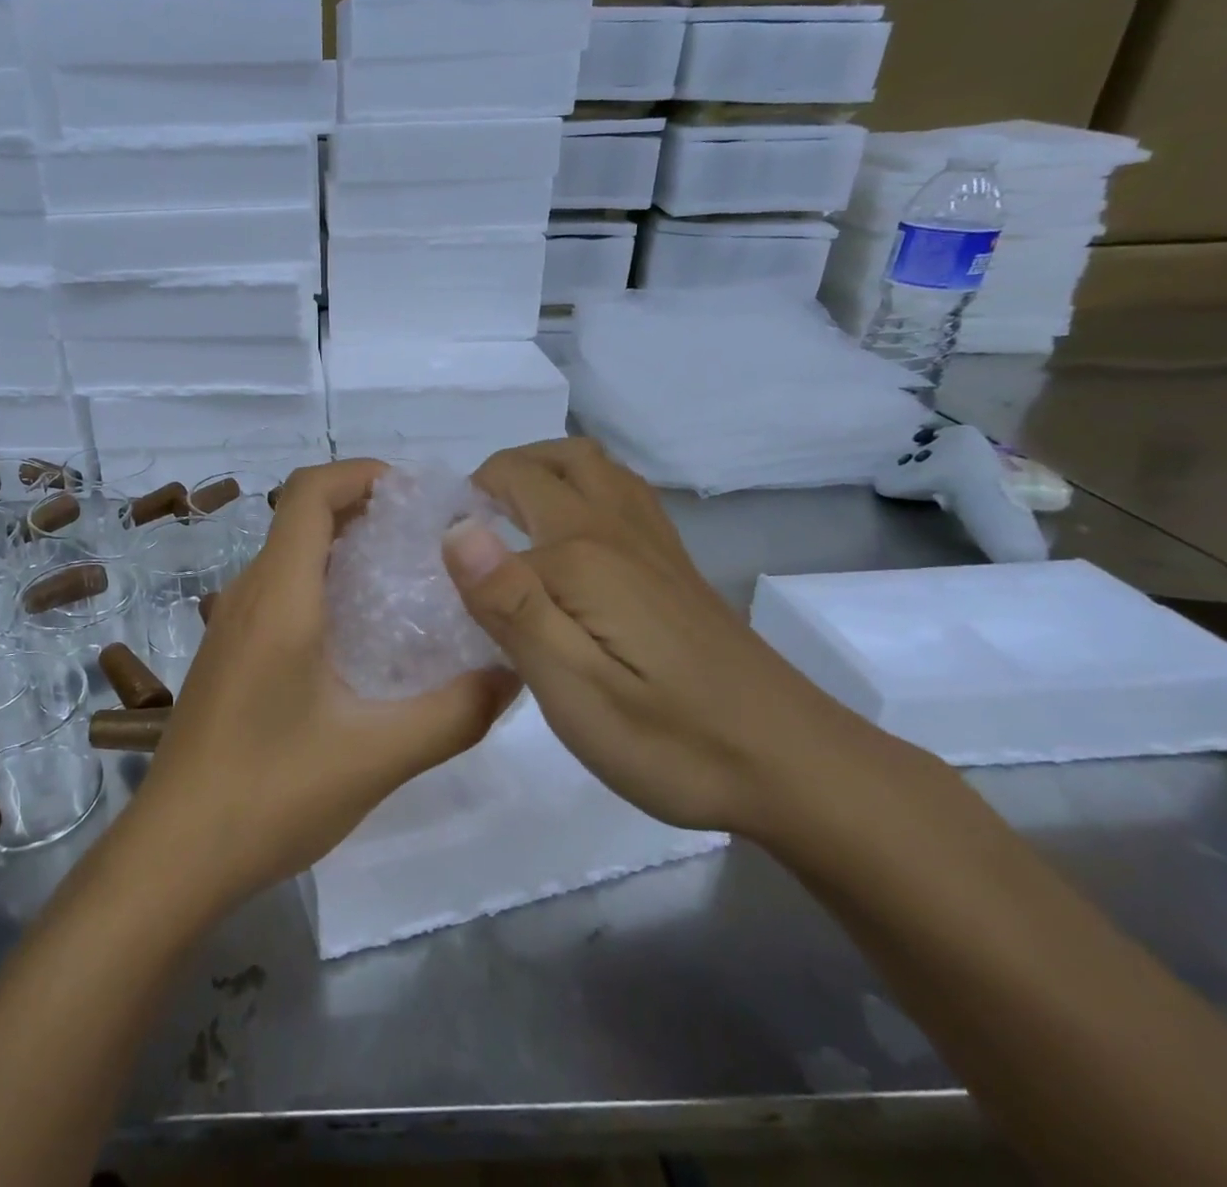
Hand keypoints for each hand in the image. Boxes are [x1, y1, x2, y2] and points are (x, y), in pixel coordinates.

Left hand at [125, 460, 518, 907]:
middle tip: (427, 537)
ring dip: (342, 549)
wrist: (173, 856)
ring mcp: (229, 627)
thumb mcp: (377, 756)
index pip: (309, 493)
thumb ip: (454, 713)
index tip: (416, 493)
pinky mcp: (227, 656)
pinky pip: (277, 593)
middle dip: (364, 510)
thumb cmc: (270, 794)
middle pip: (300, 518)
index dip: (360, 473)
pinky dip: (321, 585)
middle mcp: (247, 596)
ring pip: (288, 557)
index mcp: (278, 597)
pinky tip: (359, 637)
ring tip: (404, 580)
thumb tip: (513, 674)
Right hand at [441, 437, 856, 836]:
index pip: (496, 507)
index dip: (455, 529)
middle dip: (495, 477)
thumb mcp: (572, 687)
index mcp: (581, 554)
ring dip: (541, 470)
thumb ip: (510, 603)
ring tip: (507, 519)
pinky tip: (569, 538)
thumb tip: (454, 528)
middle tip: (465, 531)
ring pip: (591, 465)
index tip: (433, 578)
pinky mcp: (673, 565)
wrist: (793, 765)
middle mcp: (615, 528)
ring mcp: (652, 542)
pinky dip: (580, 488)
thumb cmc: (670, 738)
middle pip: (549, 460)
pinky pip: (620, 492)